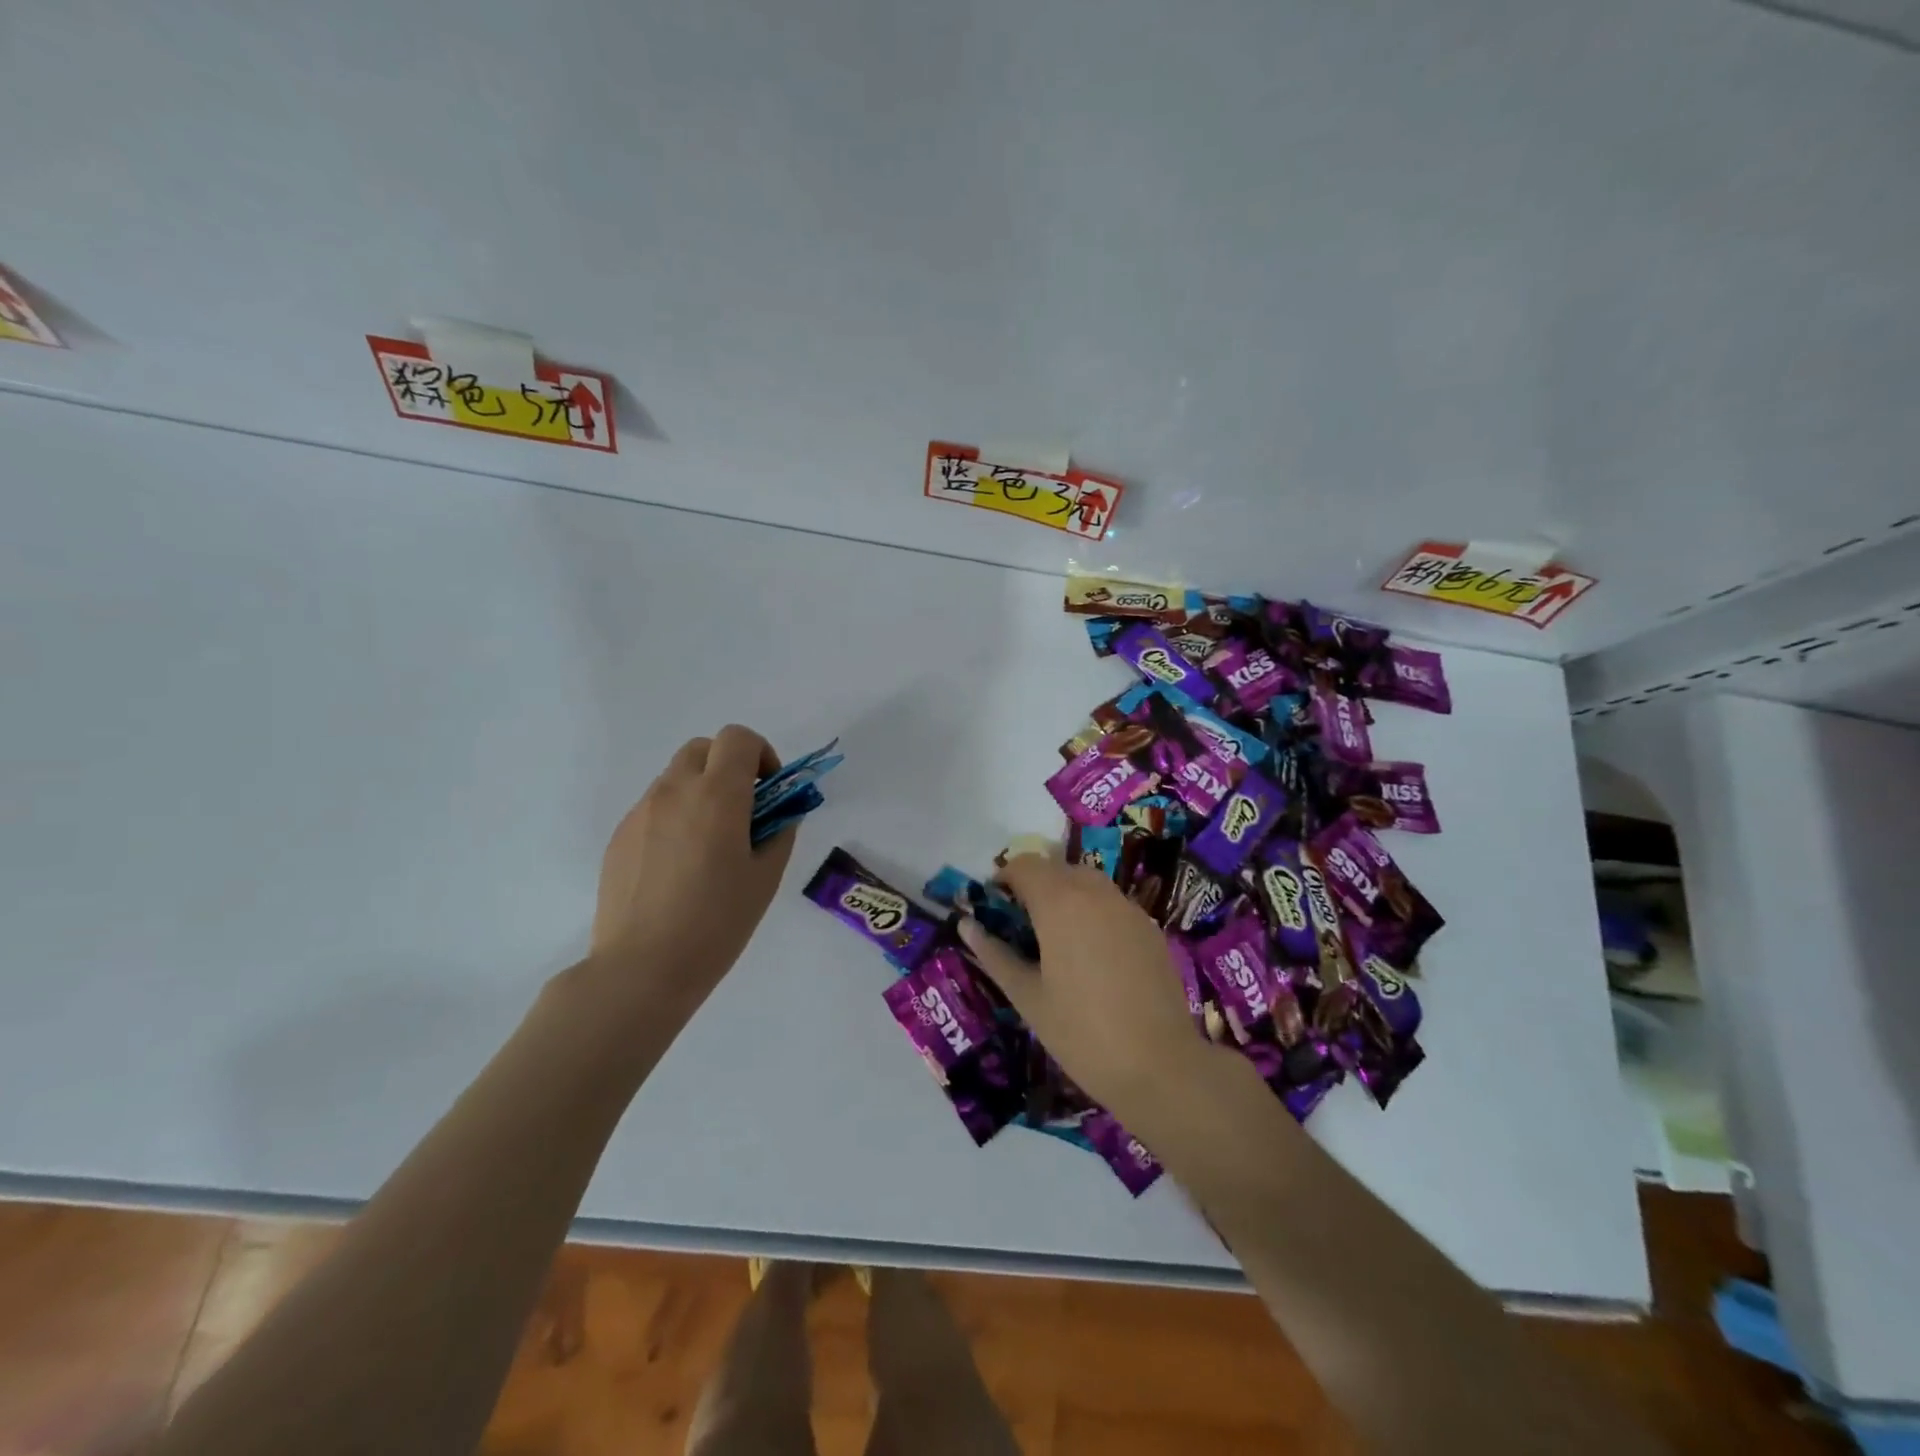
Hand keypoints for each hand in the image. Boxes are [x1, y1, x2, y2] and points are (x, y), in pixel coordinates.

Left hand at [586, 724, 796, 1021]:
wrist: (642, 967)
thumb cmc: (717, 922)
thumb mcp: (765, 877)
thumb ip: (780, 831)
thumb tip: (780, 813)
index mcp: (717, 795)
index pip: (737, 738)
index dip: (760, 754)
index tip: (769, 792)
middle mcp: (674, 791)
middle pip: (702, 748)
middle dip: (728, 766)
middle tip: (743, 812)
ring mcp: (641, 812)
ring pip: (676, 778)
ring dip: (700, 792)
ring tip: (709, 846)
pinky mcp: (619, 837)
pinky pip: (654, 808)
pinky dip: (675, 817)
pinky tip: (679, 868)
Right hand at [957, 854, 1219, 1124]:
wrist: (1160, 1066)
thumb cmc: (1081, 1033)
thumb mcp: (1027, 997)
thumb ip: (994, 954)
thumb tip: (966, 925)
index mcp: (1059, 902)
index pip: (1024, 864)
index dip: (1003, 879)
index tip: (994, 909)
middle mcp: (1095, 892)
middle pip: (1056, 868)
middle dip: (1034, 886)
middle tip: (1021, 927)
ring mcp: (1127, 908)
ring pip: (1087, 882)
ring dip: (1065, 895)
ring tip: (1055, 940)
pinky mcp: (1149, 928)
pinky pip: (1112, 904)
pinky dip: (1093, 912)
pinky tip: (1092, 956)